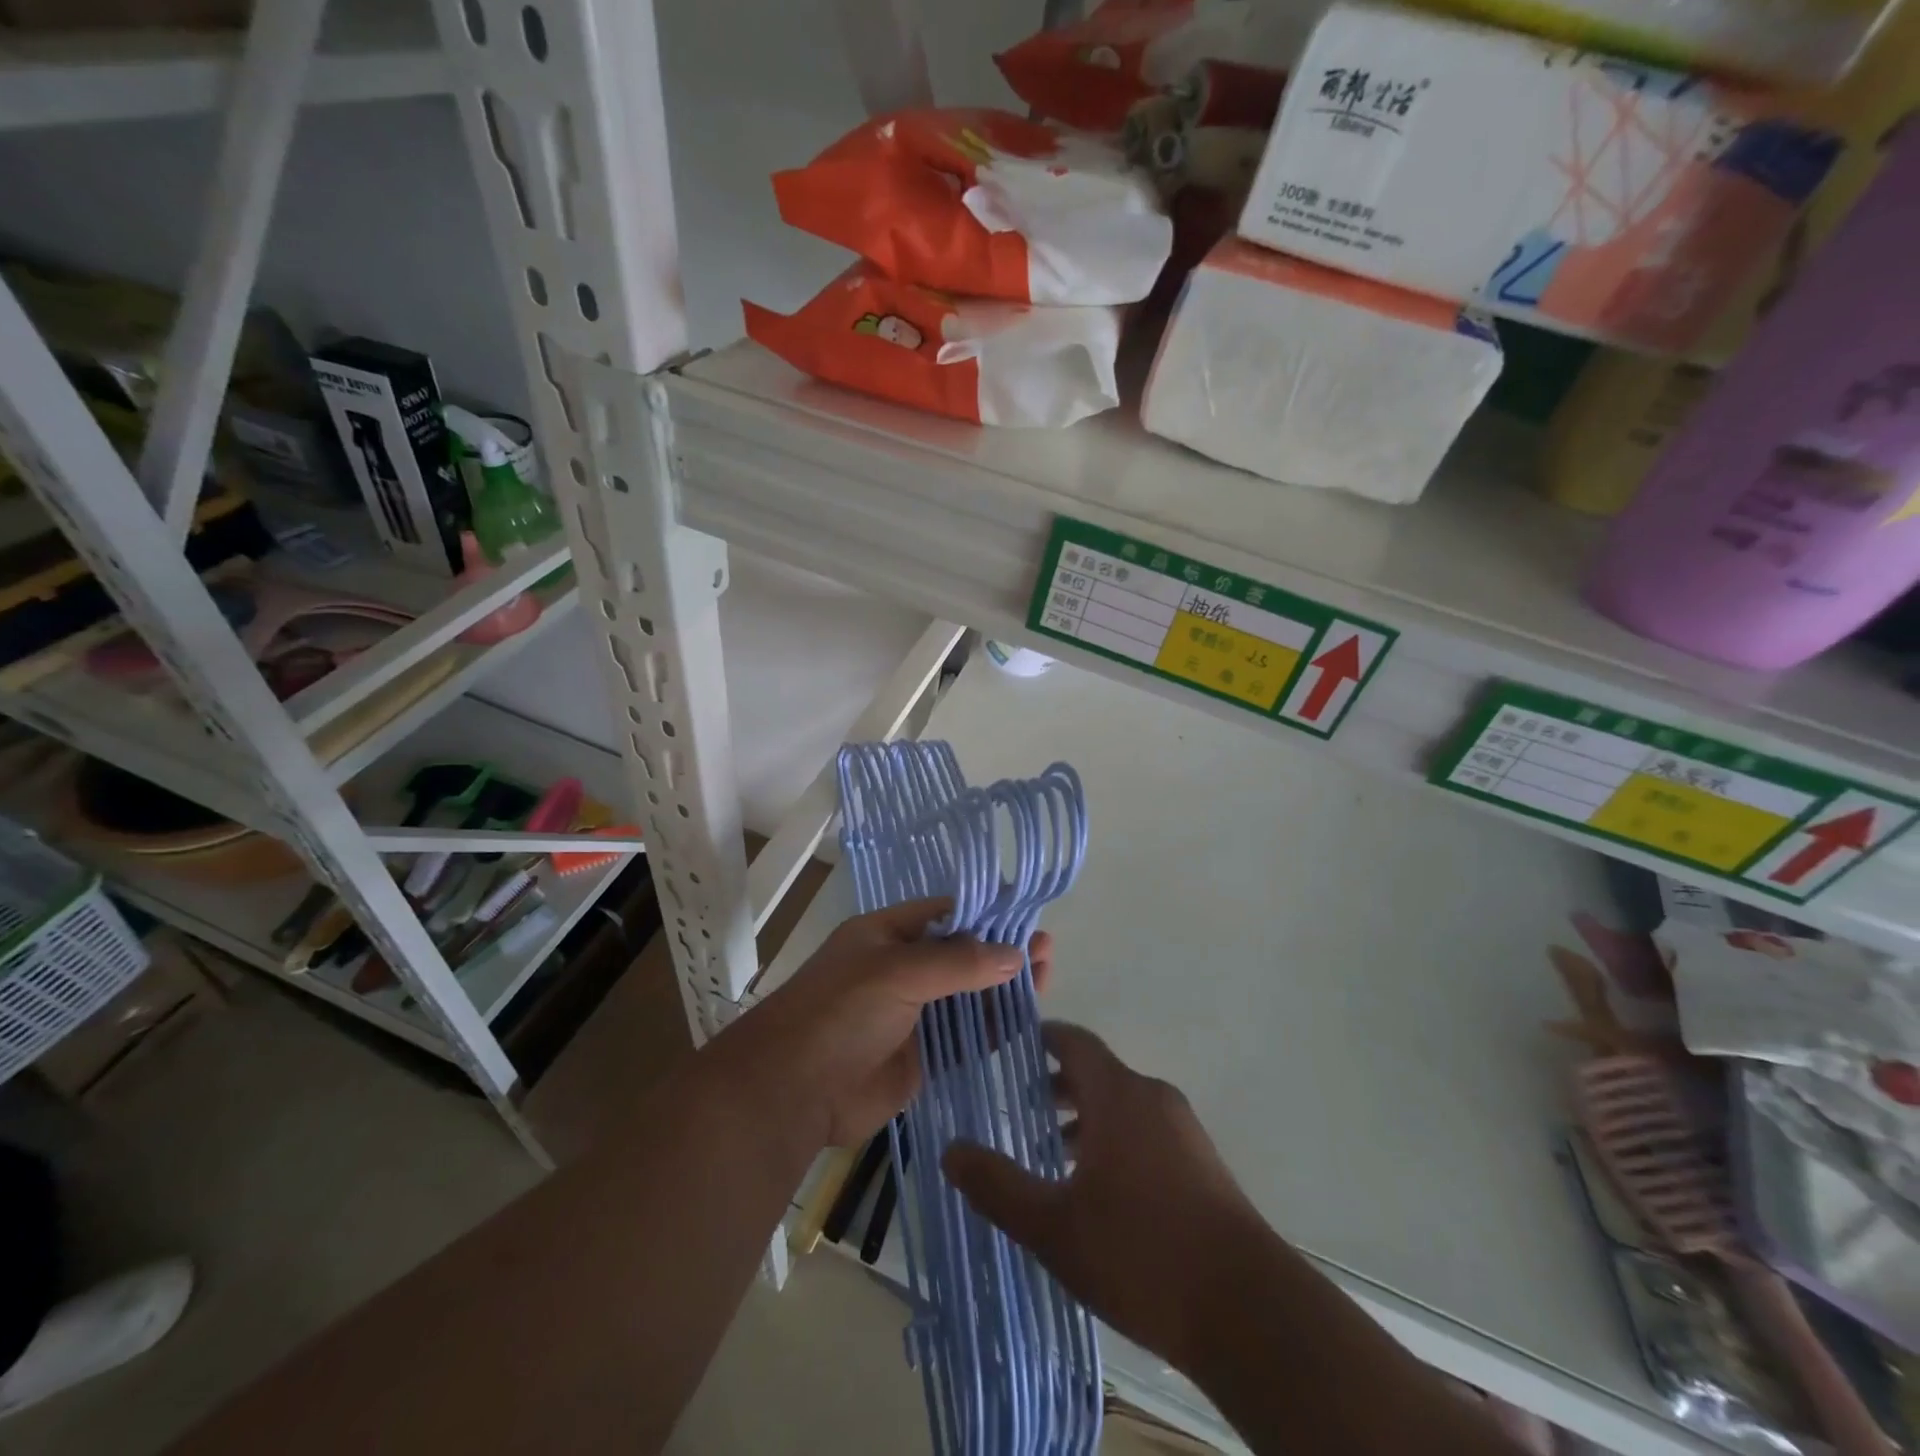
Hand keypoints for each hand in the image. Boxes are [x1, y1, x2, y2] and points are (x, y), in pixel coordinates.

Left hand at [725, 898, 1053, 1150]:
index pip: (944, 914)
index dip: (984, 913)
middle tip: (1047, 950)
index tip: (1025, 914)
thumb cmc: (840, 1012)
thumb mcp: (898, 972)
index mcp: (887, 935)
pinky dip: (994, 1028)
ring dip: (1004, 988)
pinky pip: (965, 1037)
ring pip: (968, 996)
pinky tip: (1028, 1019)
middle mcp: (902, 969)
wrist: (794, 1091)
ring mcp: (912, 1014)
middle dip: (1002, 951)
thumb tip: (1017, 955)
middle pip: (962, 954)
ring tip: (1048, 978)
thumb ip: (959, 963)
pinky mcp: (921, 1057)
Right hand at [942, 1022, 1262, 1367]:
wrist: (1250, 1312)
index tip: (1011, 1047)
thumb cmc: (1141, 1254)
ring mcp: (1184, 1131)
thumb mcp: (1054, 1226)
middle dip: (1058, 1087)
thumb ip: (997, 1185)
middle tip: (1020, 1110)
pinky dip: (1116, 1141)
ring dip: (1087, 1120)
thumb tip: (949, 1149)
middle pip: (1098, 1074)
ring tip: (1053, 1157)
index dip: (1042, 1038)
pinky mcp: (1204, 1165)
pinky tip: (1101, 1194)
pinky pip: (1148, 1133)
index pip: (1074, 1041)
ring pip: (1123, 1106)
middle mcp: (1153, 1097)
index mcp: (1118, 1094)